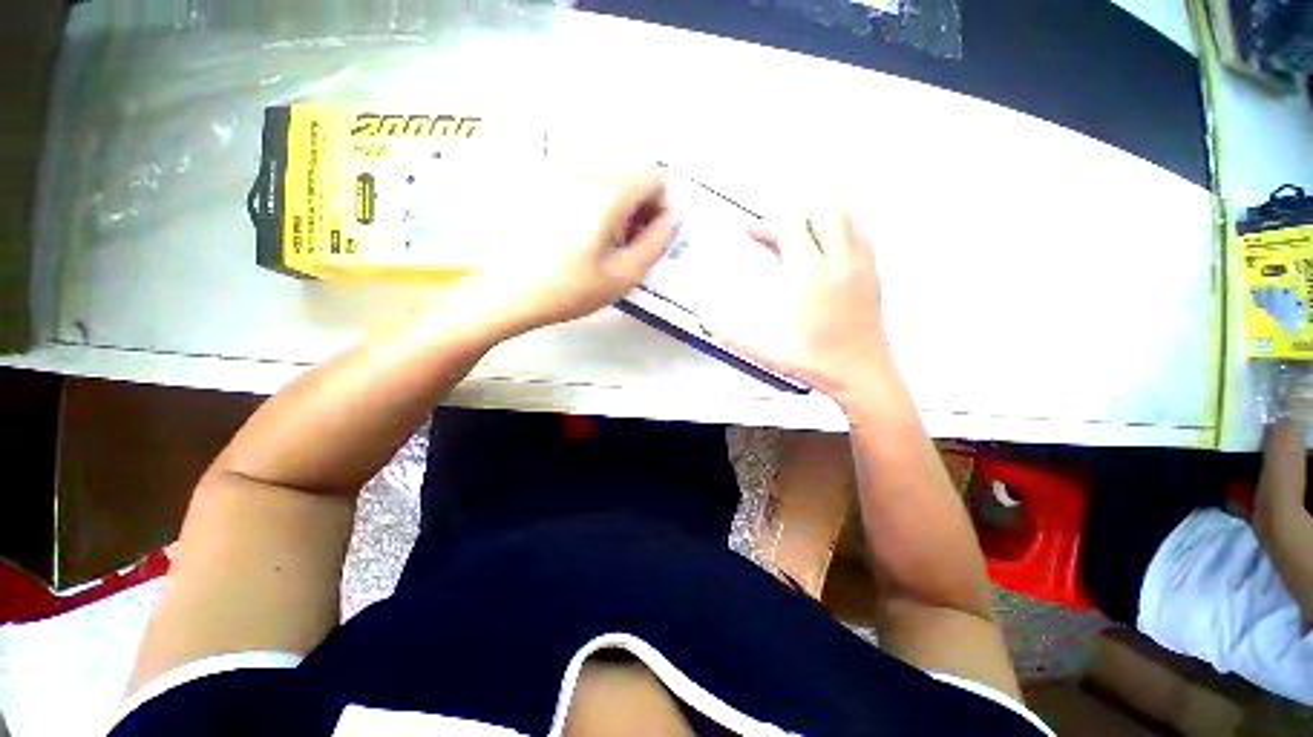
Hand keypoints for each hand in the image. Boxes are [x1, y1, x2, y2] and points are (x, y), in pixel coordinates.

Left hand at [458, 168, 678, 337]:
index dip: (659, 208)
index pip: (654, 176)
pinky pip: (582, 185)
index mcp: (608, 191)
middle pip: (629, 175)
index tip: (645, 238)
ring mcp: (557, 174)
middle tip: (625, 246)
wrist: (507, 293)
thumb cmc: (570, 289)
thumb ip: (657, 243)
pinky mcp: (540, 185)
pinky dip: (593, 206)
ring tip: (600, 245)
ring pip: (606, 180)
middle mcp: (583, 170)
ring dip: (616, 208)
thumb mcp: (624, 275)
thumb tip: (674, 218)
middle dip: (638, 208)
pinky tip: (577, 237)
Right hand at [719, 210, 889, 405]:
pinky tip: (826, 251)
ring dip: (819, 218)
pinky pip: (860, 233)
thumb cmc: (818, 363)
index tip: (753, 233)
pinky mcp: (874, 272)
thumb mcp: (768, 353)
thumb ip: (734, 337)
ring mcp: (861, 265)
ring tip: (801, 238)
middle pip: (822, 210)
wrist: (862, 374)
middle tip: (778, 234)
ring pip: (845, 216)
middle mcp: (839, 263)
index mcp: (809, 278)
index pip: (791, 225)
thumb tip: (708, 326)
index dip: (767, 224)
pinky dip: (840, 230)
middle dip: (795, 215)